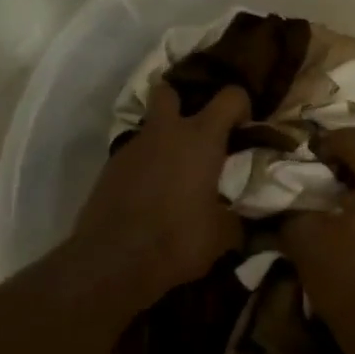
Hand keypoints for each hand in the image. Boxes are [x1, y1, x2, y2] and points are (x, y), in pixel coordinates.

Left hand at [68, 82, 248, 309]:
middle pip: (169, 90)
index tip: (245, 126)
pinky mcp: (109, 169)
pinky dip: (147, 166)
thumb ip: (236, 217)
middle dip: (184, 100)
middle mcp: (165, 132)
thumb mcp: (223, 235)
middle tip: (199, 129)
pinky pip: (134, 156)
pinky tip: (153, 194)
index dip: (241, 105)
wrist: (113, 263)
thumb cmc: (178, 240)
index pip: (230, 96)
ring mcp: (132, 148)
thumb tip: (240, 217)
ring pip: (150, 127)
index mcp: (201, 138)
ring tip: (177, 172)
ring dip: (165, 140)